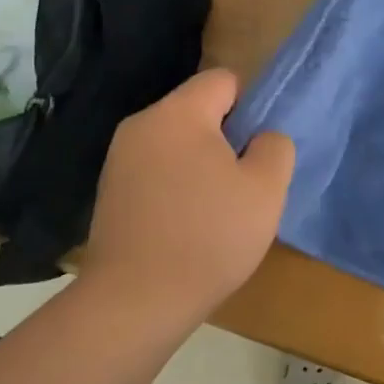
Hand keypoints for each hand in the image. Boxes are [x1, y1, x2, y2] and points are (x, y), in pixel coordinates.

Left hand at [82, 69, 294, 332]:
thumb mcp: (266, 190)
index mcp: (178, 114)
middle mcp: (141, 124)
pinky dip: (175, 186)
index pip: (223, 80)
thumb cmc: (208, 237)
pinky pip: (155, 170)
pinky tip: (185, 225)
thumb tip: (261, 137)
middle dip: (225, 139)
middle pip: (197, 111)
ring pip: (176, 143)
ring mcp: (118, 159)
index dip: (250, 107)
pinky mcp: (109, 191)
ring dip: (200, 164)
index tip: (257, 150)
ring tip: (215, 209)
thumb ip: (274, 147)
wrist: (134, 302)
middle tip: (242, 184)